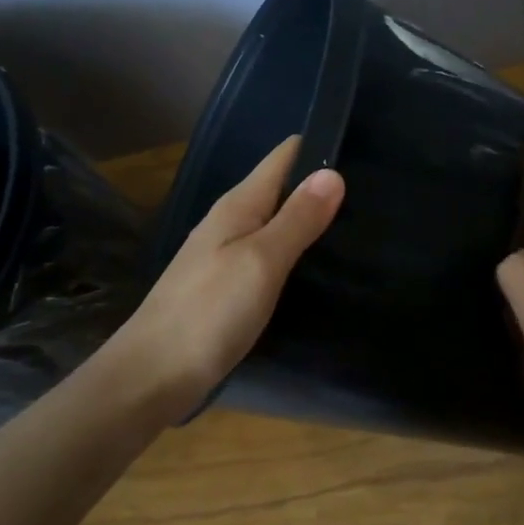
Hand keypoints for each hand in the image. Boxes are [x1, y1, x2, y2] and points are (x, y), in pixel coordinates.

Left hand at [110, 136, 343, 420]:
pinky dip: (292, 250)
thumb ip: (297, 219)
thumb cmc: (208, 314)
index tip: (361, 150)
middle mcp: (229, 222)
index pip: (283, 157)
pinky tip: (315, 266)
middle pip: (280, 188)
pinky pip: (267, 253)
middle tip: (372, 192)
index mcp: (237, 206)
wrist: (150, 377)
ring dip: (307, 219)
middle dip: (319, 185)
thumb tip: (332, 172)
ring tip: (355, 224)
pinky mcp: (224, 286)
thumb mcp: (261, 262)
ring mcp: (223, 255)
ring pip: (273, 221)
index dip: (317, 147)